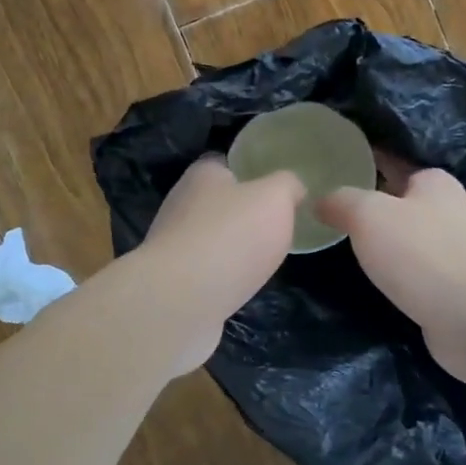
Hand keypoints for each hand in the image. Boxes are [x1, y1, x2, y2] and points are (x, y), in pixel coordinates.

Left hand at [131, 155, 304, 373]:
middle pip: (217, 202)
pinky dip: (222, 277)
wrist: (183, 299)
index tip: (275, 188)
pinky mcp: (173, 280)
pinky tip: (241, 286)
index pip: (225, 165)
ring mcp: (173, 244)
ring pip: (211, 238)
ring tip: (263, 259)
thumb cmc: (232, 236)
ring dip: (233, 248)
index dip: (250, 173)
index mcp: (202, 175)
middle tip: (276, 226)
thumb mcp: (276, 198)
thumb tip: (293, 187)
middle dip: (243, 213)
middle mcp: (181, 204)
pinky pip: (204, 271)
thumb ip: (287, 186)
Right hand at [316, 161, 465, 386]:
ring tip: (343, 249)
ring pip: (407, 238)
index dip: (361, 165)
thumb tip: (320, 200)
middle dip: (369, 207)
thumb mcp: (368, 215)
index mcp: (434, 182)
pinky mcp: (454, 285)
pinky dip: (395, 273)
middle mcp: (450, 209)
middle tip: (328, 215)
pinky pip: (415, 270)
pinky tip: (374, 281)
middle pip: (399, 201)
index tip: (329, 174)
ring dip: (382, 244)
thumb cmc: (421, 254)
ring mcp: (456, 250)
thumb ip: (341, 201)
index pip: (391, 163)